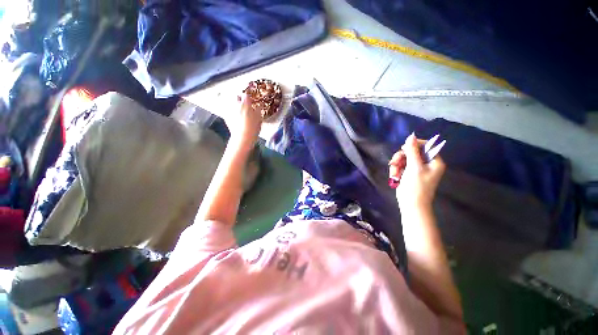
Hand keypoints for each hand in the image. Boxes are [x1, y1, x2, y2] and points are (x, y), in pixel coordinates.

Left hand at [226, 94, 262, 148]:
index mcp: (245, 103)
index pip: (246, 94)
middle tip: (244, 103)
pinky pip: (227, 110)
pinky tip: (234, 115)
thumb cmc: (253, 128)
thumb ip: (258, 110)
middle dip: (240, 98)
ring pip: (231, 103)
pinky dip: (231, 111)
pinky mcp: (226, 116)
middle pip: (236, 96)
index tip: (251, 99)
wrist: (242, 137)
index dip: (248, 96)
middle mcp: (236, 104)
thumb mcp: (259, 118)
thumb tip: (258, 106)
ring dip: (235, 104)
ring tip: (239, 109)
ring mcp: (229, 110)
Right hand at [389, 133, 445, 211]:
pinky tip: (394, 176)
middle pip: (412, 152)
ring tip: (394, 173)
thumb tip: (411, 136)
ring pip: (404, 158)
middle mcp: (426, 163)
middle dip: (401, 157)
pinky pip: (400, 165)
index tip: (403, 148)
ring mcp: (417, 168)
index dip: (414, 145)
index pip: (426, 146)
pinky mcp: (408, 173)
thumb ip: (412, 151)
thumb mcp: (414, 167)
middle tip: (394, 162)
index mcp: (434, 161)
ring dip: (396, 164)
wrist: (411, 204)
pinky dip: (396, 170)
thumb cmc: (416, 186)